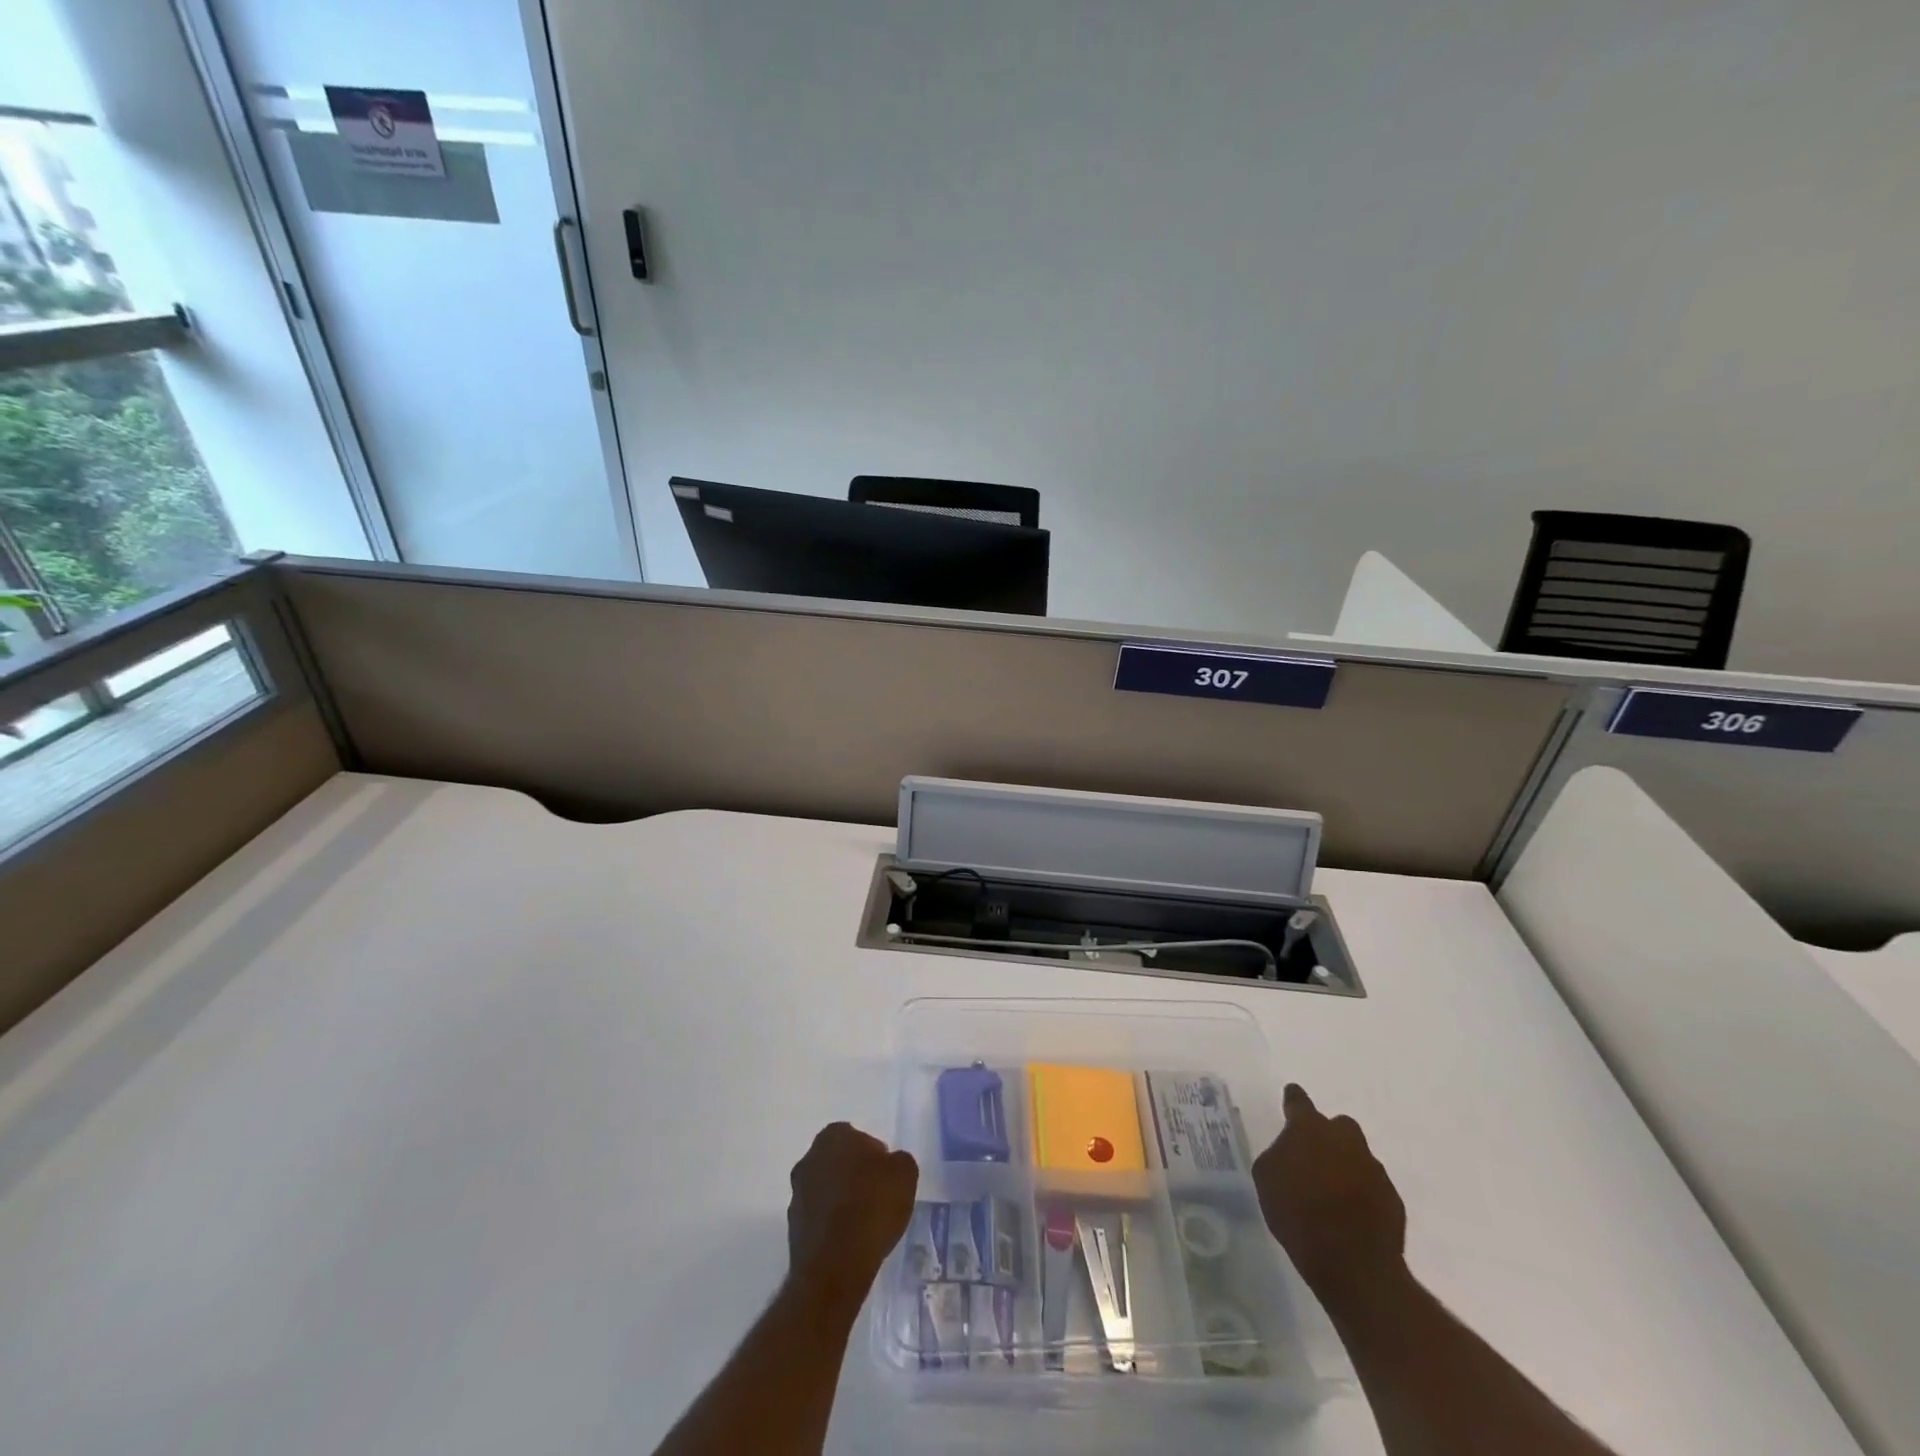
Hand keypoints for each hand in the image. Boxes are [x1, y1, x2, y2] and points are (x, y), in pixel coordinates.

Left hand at [785, 1122, 918, 1310]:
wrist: (835, 1266)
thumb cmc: (872, 1207)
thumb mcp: (905, 1173)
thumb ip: (898, 1160)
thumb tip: (889, 1164)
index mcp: (833, 1136)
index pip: (857, 1136)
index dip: (874, 1155)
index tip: (886, 1176)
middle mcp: (809, 1158)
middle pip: (838, 1161)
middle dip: (854, 1174)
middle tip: (877, 1196)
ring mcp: (797, 1193)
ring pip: (826, 1189)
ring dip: (841, 1199)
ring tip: (864, 1223)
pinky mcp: (792, 1227)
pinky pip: (819, 1217)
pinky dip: (831, 1224)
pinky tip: (849, 1241)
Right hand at [1252, 1084, 1406, 1306]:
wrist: (1353, 1265)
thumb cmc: (1298, 1214)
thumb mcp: (1266, 1179)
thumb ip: (1278, 1155)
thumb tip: (1289, 1154)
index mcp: (1309, 1128)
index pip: (1298, 1101)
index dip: (1293, 1100)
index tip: (1290, 1097)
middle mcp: (1345, 1138)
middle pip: (1337, 1125)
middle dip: (1327, 1136)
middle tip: (1313, 1159)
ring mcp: (1373, 1168)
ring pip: (1356, 1156)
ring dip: (1345, 1166)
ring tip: (1332, 1194)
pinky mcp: (1392, 1198)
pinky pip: (1372, 1186)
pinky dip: (1362, 1194)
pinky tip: (1351, 1216)